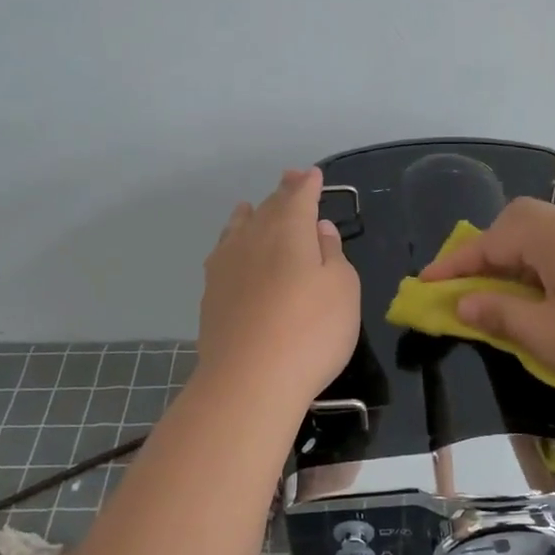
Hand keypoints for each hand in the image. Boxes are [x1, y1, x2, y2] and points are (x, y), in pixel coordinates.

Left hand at [197, 168, 361, 405]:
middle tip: (290, 178)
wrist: (249, 380)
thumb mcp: (343, 289)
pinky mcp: (212, 293)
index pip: (299, 197)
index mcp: (289, 231)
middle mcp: (253, 238)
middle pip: (269, 207)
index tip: (313, 175)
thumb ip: (332, 254)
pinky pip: (223, 251)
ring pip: (240, 227)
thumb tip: (319, 229)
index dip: (308, 185)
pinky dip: (232, 240)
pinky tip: (231, 247)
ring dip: (252, 213)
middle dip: (283, 192)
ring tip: (253, 206)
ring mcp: (227, 265)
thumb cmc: (311, 331)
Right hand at [420, 197, 554, 393]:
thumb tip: (462, 303)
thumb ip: (499, 315)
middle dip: (485, 253)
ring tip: (500, 298)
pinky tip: (544, 302)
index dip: (453, 265)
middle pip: (515, 226)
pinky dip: (539, 272)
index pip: (488, 242)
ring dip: (513, 264)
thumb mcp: (547, 334)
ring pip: (540, 241)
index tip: (423, 284)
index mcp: (551, 238)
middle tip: (468, 286)